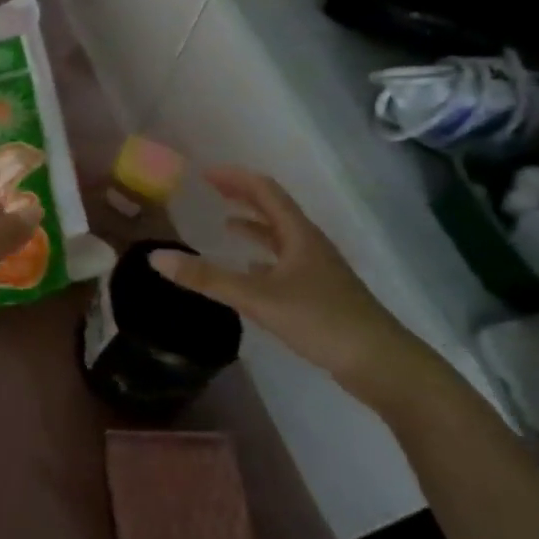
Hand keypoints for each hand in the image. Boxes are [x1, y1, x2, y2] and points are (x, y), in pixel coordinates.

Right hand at [148, 167, 443, 409]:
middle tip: (212, 191)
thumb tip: (156, 258)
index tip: (206, 173)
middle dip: (243, 197)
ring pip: (281, 238)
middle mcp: (309, 245)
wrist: (383, 365)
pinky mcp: (321, 296)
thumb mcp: (258, 298)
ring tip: (227, 225)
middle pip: (275, 210)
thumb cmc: (322, 320)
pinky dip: (264, 259)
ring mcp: (318, 271)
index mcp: (299, 235)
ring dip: (254, 228)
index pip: (265, 191)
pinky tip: (251, 272)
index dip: (236, 178)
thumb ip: (207, 278)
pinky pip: (286, 265)